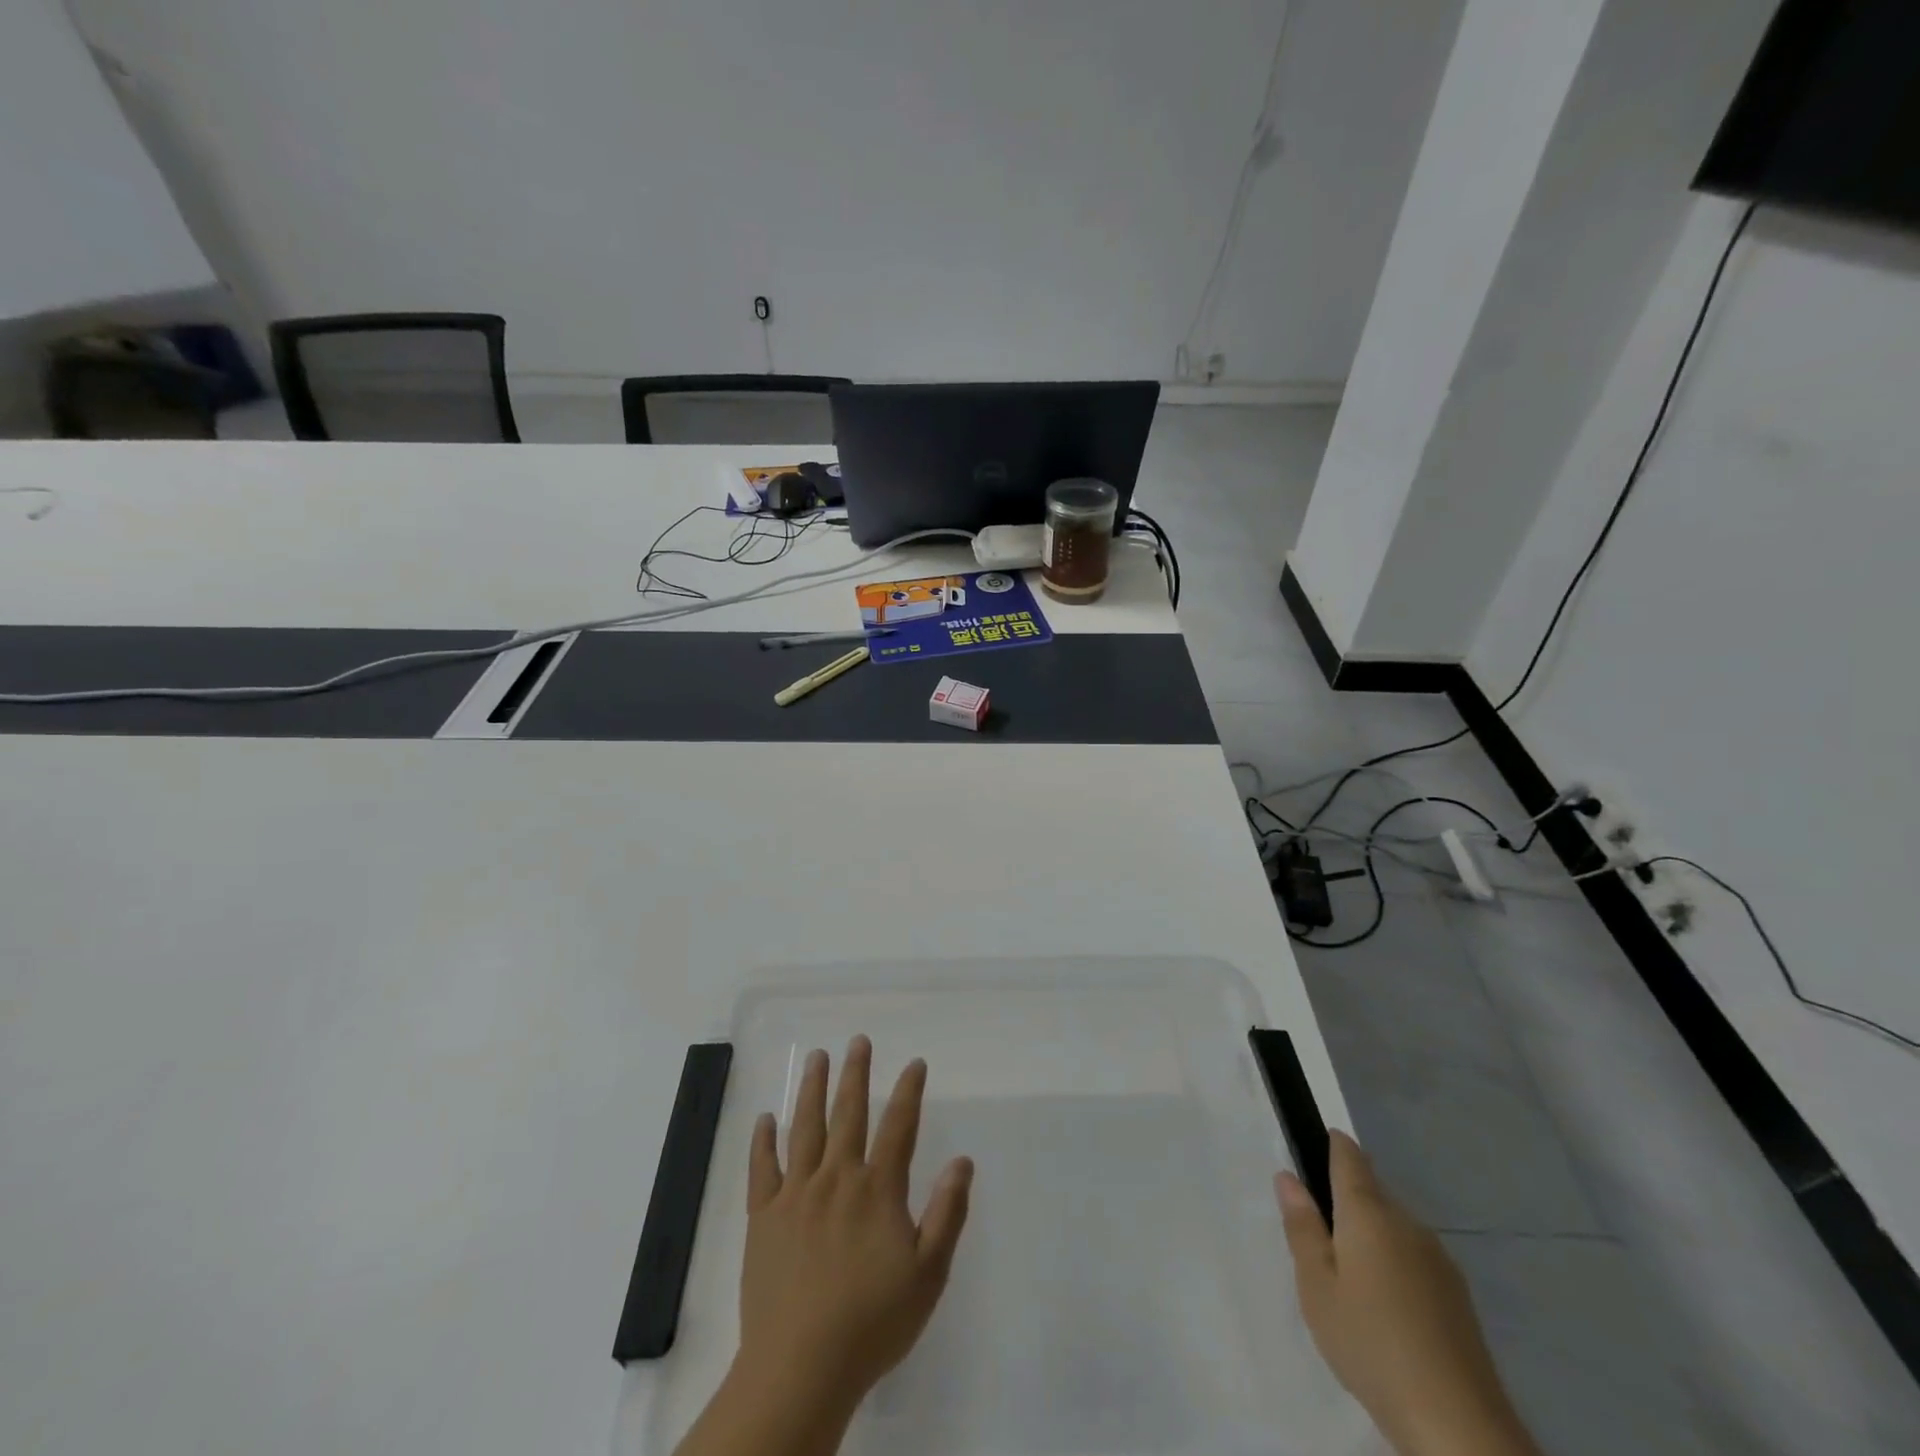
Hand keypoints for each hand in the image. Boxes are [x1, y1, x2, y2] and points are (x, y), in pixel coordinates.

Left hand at [736, 1036, 973, 1417]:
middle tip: (858, 1041)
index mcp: (877, 1189)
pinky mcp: (762, 1217)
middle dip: (855, 1074)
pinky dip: (762, 1141)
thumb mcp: (928, 1275)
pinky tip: (765, 1118)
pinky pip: (761, 1168)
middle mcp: (836, 1178)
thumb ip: (946, 1213)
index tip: (914, 1063)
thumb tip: (962, 1161)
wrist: (800, 1368)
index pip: (898, 1127)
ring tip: (817, 1057)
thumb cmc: (872, 1323)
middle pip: (848, 1113)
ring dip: (812, 1089)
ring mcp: (795, 1194)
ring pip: (805, 1128)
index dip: (908, 1092)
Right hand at [1277, 1132, 1537, 1455]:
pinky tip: (1385, 1310)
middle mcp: (1407, 1222)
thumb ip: (1302, 1227)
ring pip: (1394, 1227)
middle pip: (1371, 1193)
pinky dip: (1394, 1266)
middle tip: (1318, 1241)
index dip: (1332, 1145)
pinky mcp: (1457, 1296)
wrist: (1457, 1425)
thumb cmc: (1370, 1343)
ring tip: (1348, 1283)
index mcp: (1368, 1212)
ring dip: (1370, 1238)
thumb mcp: (1316, 1286)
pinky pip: (1414, 1258)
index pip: (1349, 1156)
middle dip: (1345, 1203)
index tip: (1313, 1147)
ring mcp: (1438, 1259)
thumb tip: (1288, 1177)